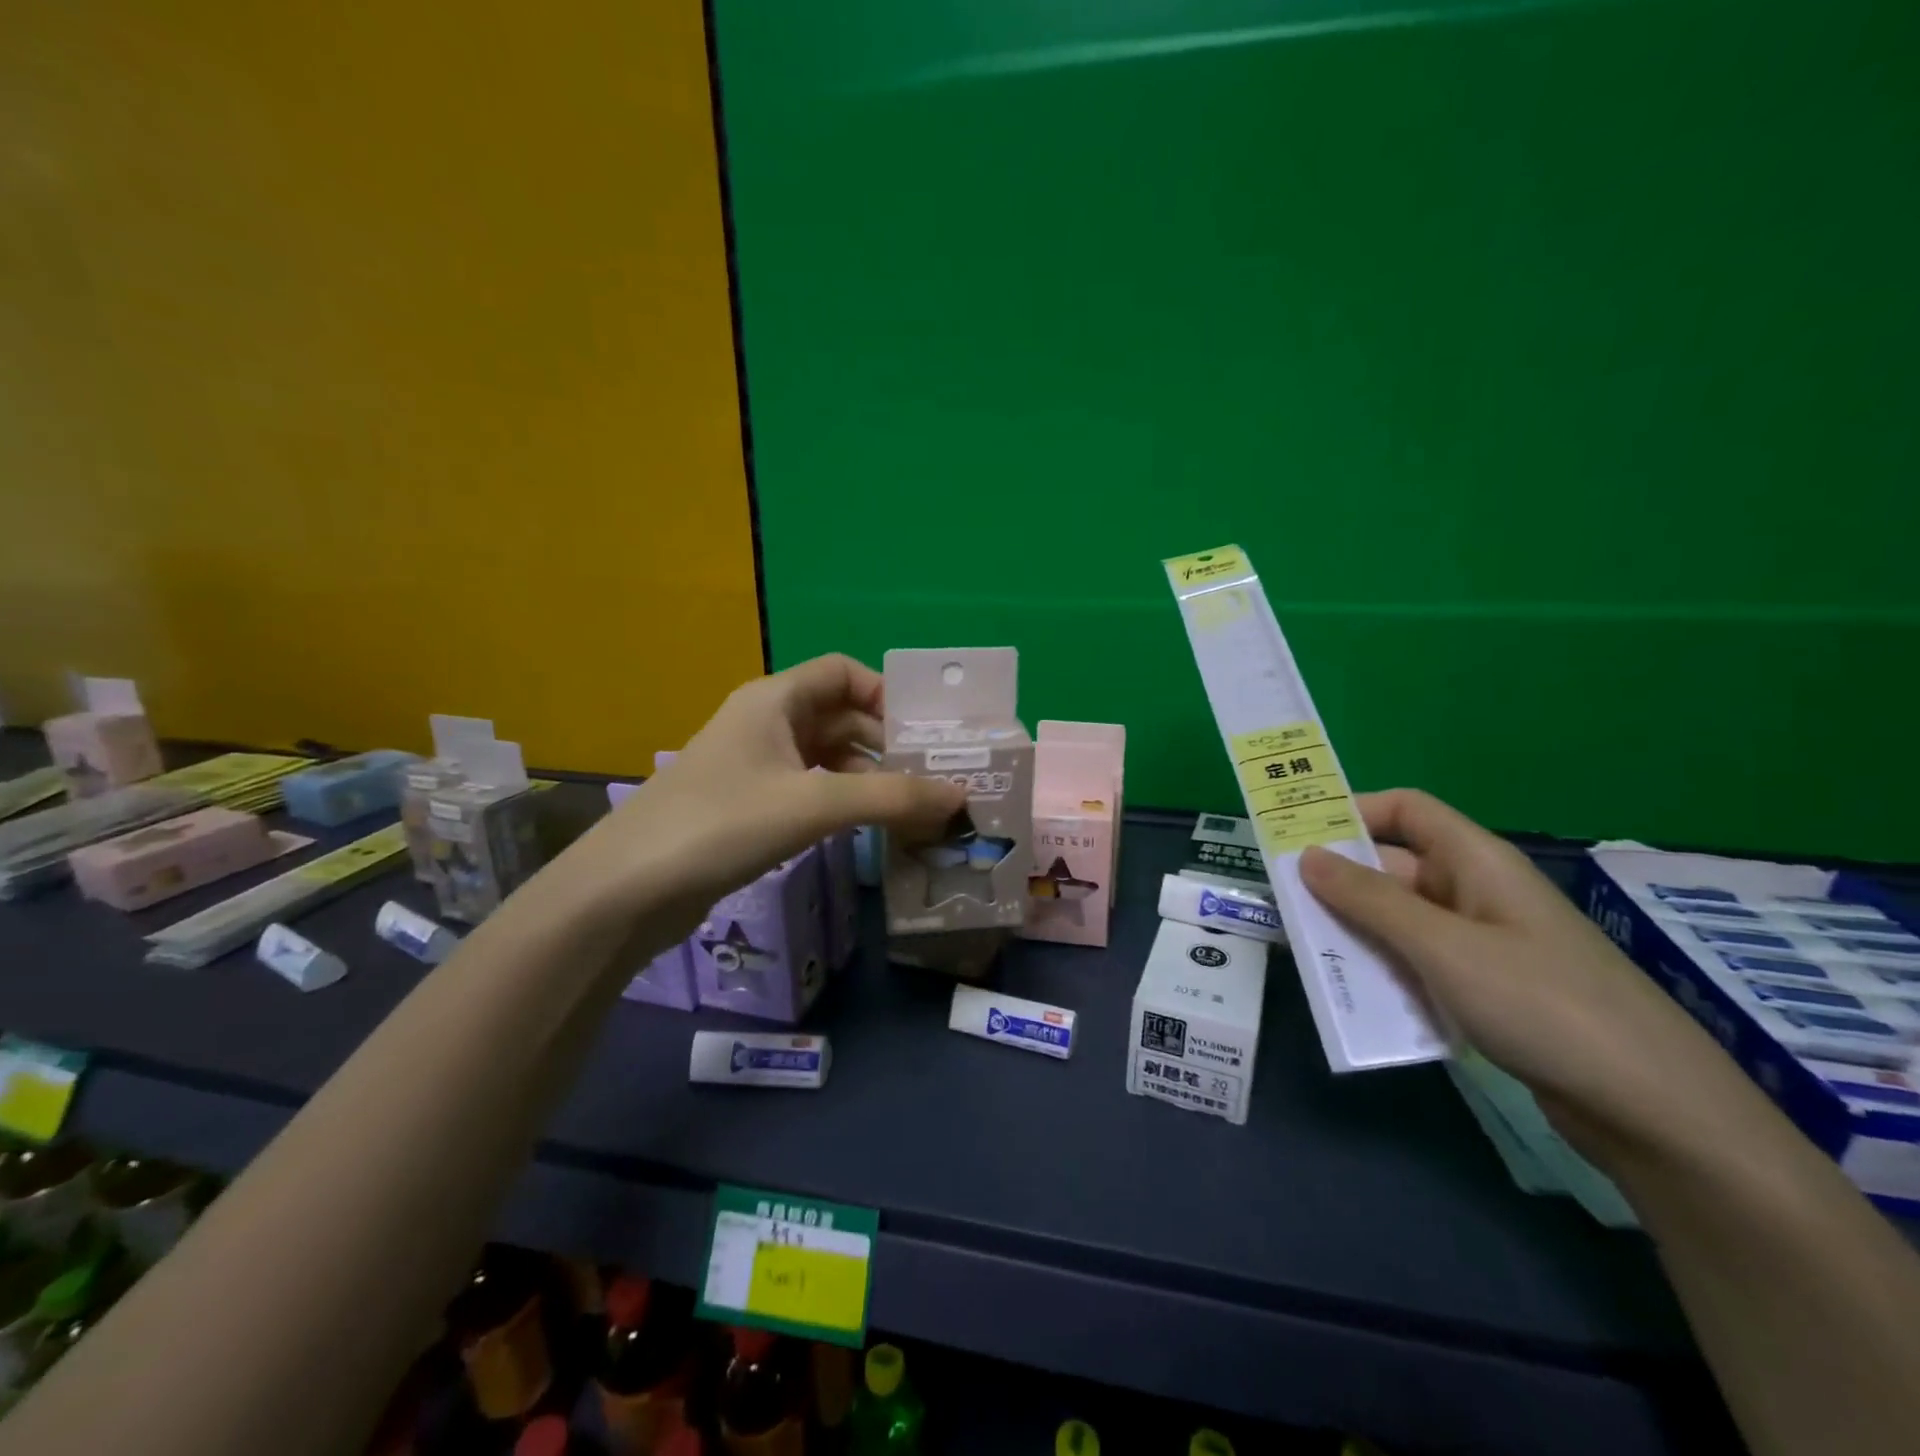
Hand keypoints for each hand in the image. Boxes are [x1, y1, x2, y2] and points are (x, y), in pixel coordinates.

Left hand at [559, 654, 964, 933]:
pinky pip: (810, 788)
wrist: (629, 888)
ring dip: (868, 775)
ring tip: (913, 806)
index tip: (925, 733)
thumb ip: (891, 798)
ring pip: (826, 756)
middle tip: (934, 776)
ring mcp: (755, 765)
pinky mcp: (749, 804)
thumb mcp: (814, 804)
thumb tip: (961, 795)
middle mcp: (766, 722)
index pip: (844, 673)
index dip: (886, 694)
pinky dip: (843, 800)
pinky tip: (869, 826)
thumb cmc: (723, 824)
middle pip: (840, 716)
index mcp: (775, 699)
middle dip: (886, 742)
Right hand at [1299, 790, 1765, 1167]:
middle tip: (1283, 903)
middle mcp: (1478, 893)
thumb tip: (1307, 855)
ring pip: (1401, 920)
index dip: (1352, 811)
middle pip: (1395, 867)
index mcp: (1477, 862)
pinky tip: (1356, 996)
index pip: (1407, 810)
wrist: (1655, 1112)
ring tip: (1305, 951)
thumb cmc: (1543, 1006)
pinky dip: (1384, 970)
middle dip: (1339, 881)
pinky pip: (1419, 963)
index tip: (1297, 836)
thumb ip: (1369, 900)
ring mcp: (1484, 944)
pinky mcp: (1487, 991)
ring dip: (1356, 931)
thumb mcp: (1443, 947)